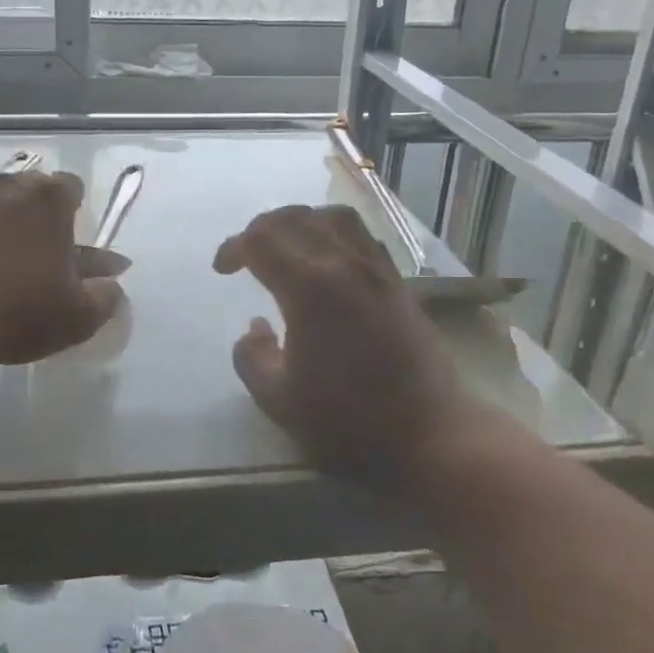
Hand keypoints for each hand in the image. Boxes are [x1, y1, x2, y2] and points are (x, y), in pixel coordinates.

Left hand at [0, 170, 125, 365]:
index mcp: (49, 200)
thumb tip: (113, 283)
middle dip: (31, 214)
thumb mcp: (76, 317)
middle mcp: (3, 186)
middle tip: (31, 255)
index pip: (71, 187)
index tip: (67, 241)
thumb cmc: (15, 311)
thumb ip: (104, 297)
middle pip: (26, 190)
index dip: (72, 211)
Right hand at [213, 205, 481, 494]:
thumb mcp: (278, 401)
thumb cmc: (349, 423)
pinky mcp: (399, 283)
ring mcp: (377, 270)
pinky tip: (329, 262)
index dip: (233, 248)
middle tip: (246, 254)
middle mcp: (344, 265)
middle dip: (261, 228)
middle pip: (295, 218)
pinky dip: (335, 233)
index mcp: (309, 289)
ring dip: (302, 222)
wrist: (430, 436)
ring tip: (288, 247)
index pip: (261, 241)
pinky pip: (363, 236)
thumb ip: (251, 358)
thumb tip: (254, 327)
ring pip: (335, 217)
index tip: (222, 270)